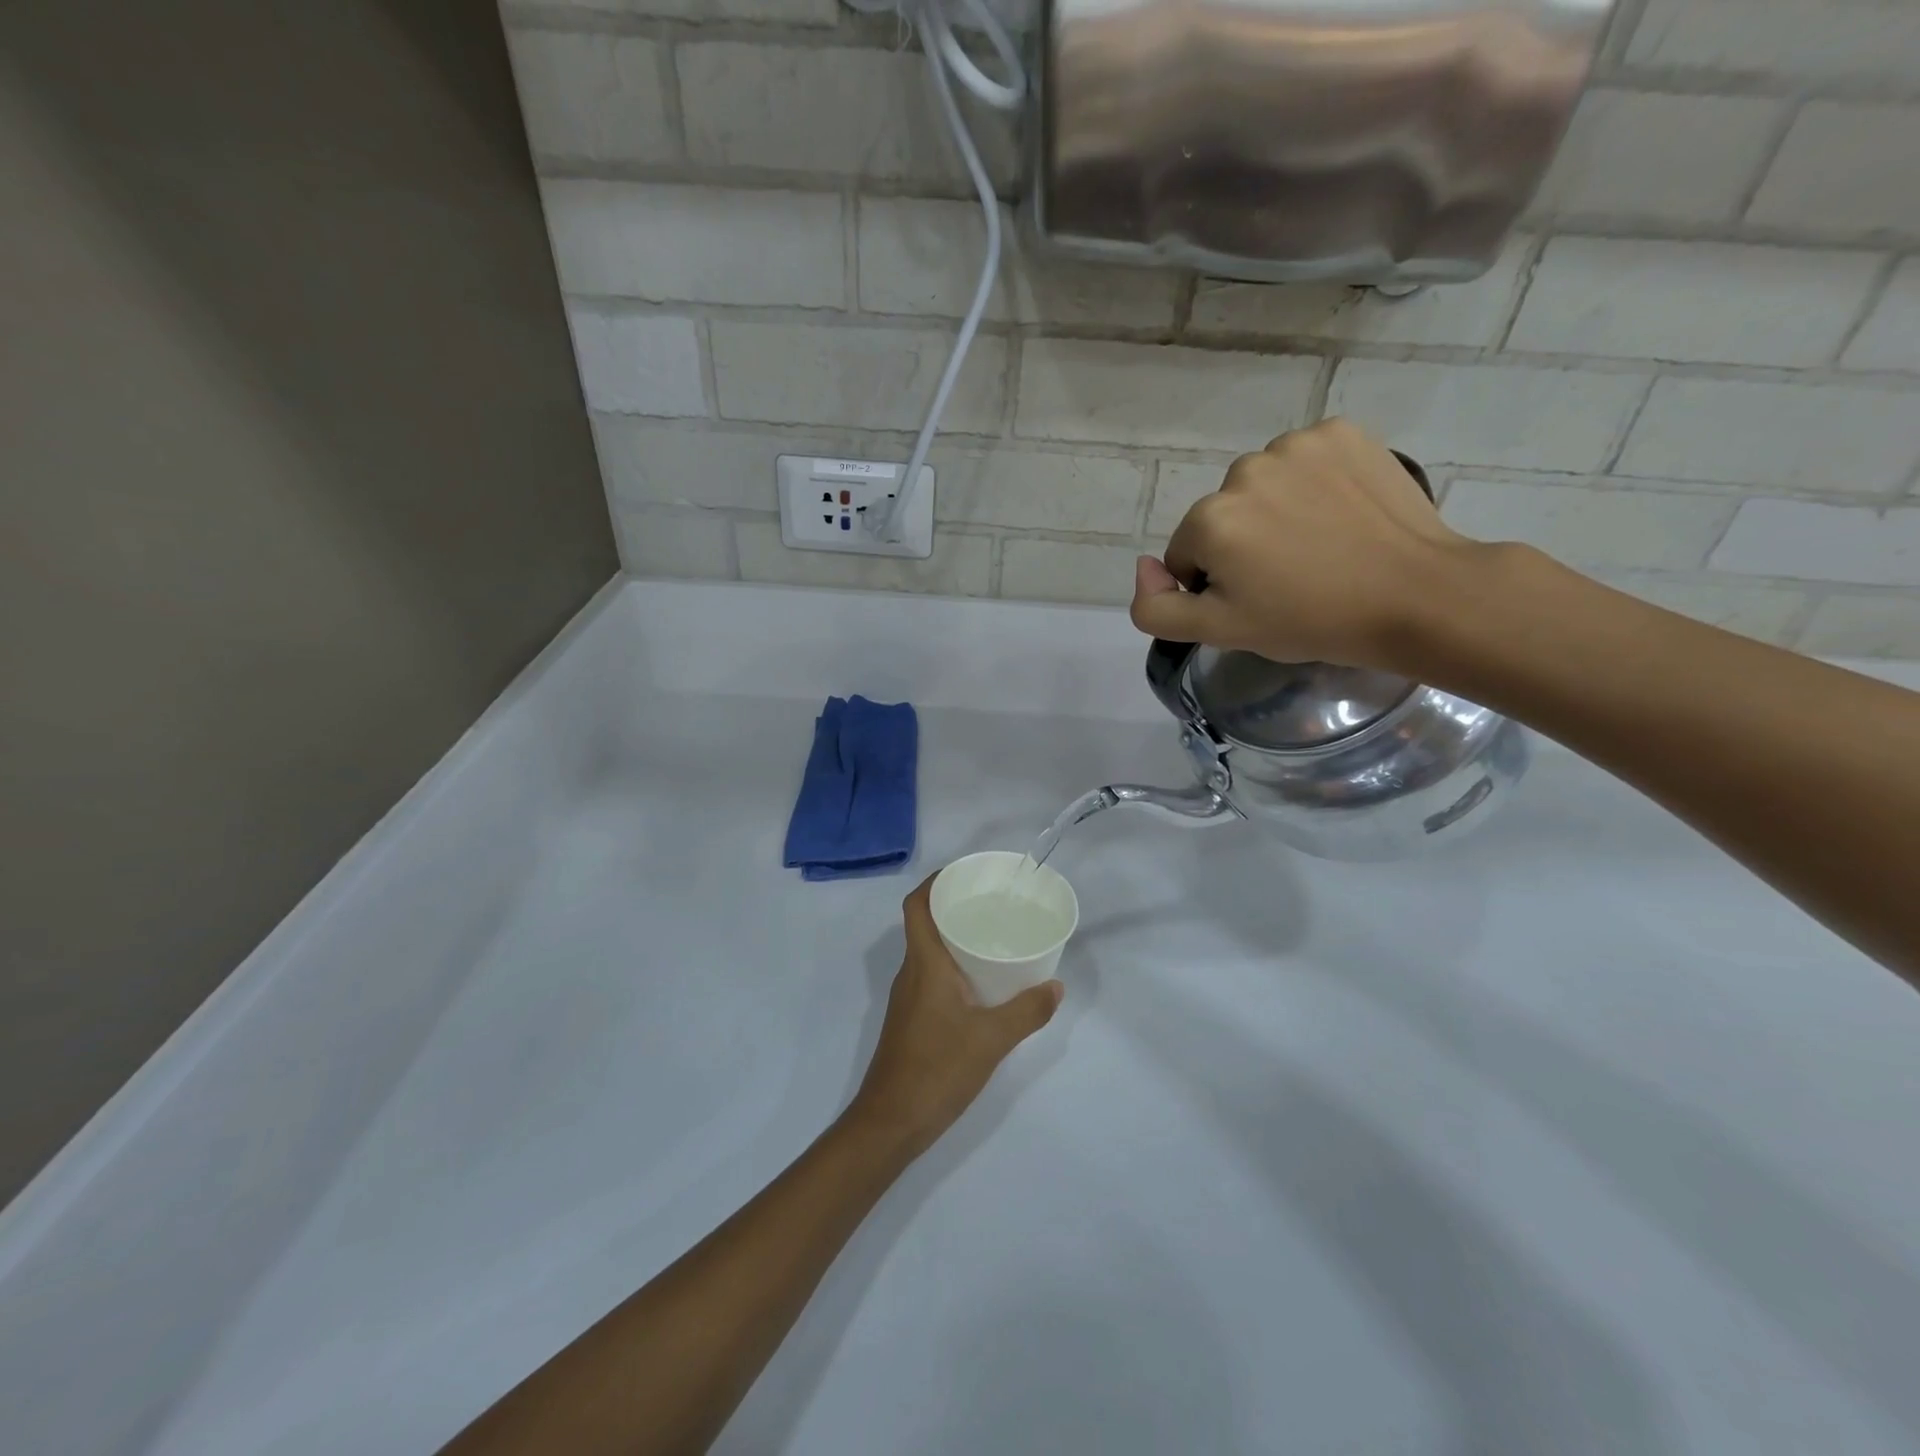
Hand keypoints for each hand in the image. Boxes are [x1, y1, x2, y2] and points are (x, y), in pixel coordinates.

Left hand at [844, 876, 1061, 1160]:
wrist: (890, 1122)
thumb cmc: (937, 1069)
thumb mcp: (991, 1040)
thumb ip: (1026, 1011)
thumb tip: (1056, 986)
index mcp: (924, 964)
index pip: (916, 905)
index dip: (934, 882)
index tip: (964, 874)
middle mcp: (911, 973)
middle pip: (924, 924)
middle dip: (953, 907)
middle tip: (991, 903)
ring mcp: (907, 998)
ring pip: (928, 952)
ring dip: (953, 938)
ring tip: (992, 937)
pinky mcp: (911, 1020)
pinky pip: (931, 977)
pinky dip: (953, 968)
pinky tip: (981, 984)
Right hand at [1129, 418, 1479, 671]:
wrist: (1416, 595)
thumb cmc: (1311, 620)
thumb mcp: (1221, 632)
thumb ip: (1156, 607)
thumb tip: (1144, 567)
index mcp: (1210, 520)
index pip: (1188, 555)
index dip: (1217, 584)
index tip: (1258, 600)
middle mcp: (1243, 470)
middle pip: (1222, 516)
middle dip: (1243, 543)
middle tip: (1290, 576)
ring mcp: (1296, 444)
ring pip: (1261, 486)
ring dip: (1275, 510)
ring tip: (1319, 543)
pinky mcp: (1341, 432)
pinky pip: (1303, 460)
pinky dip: (1312, 482)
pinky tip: (1339, 511)